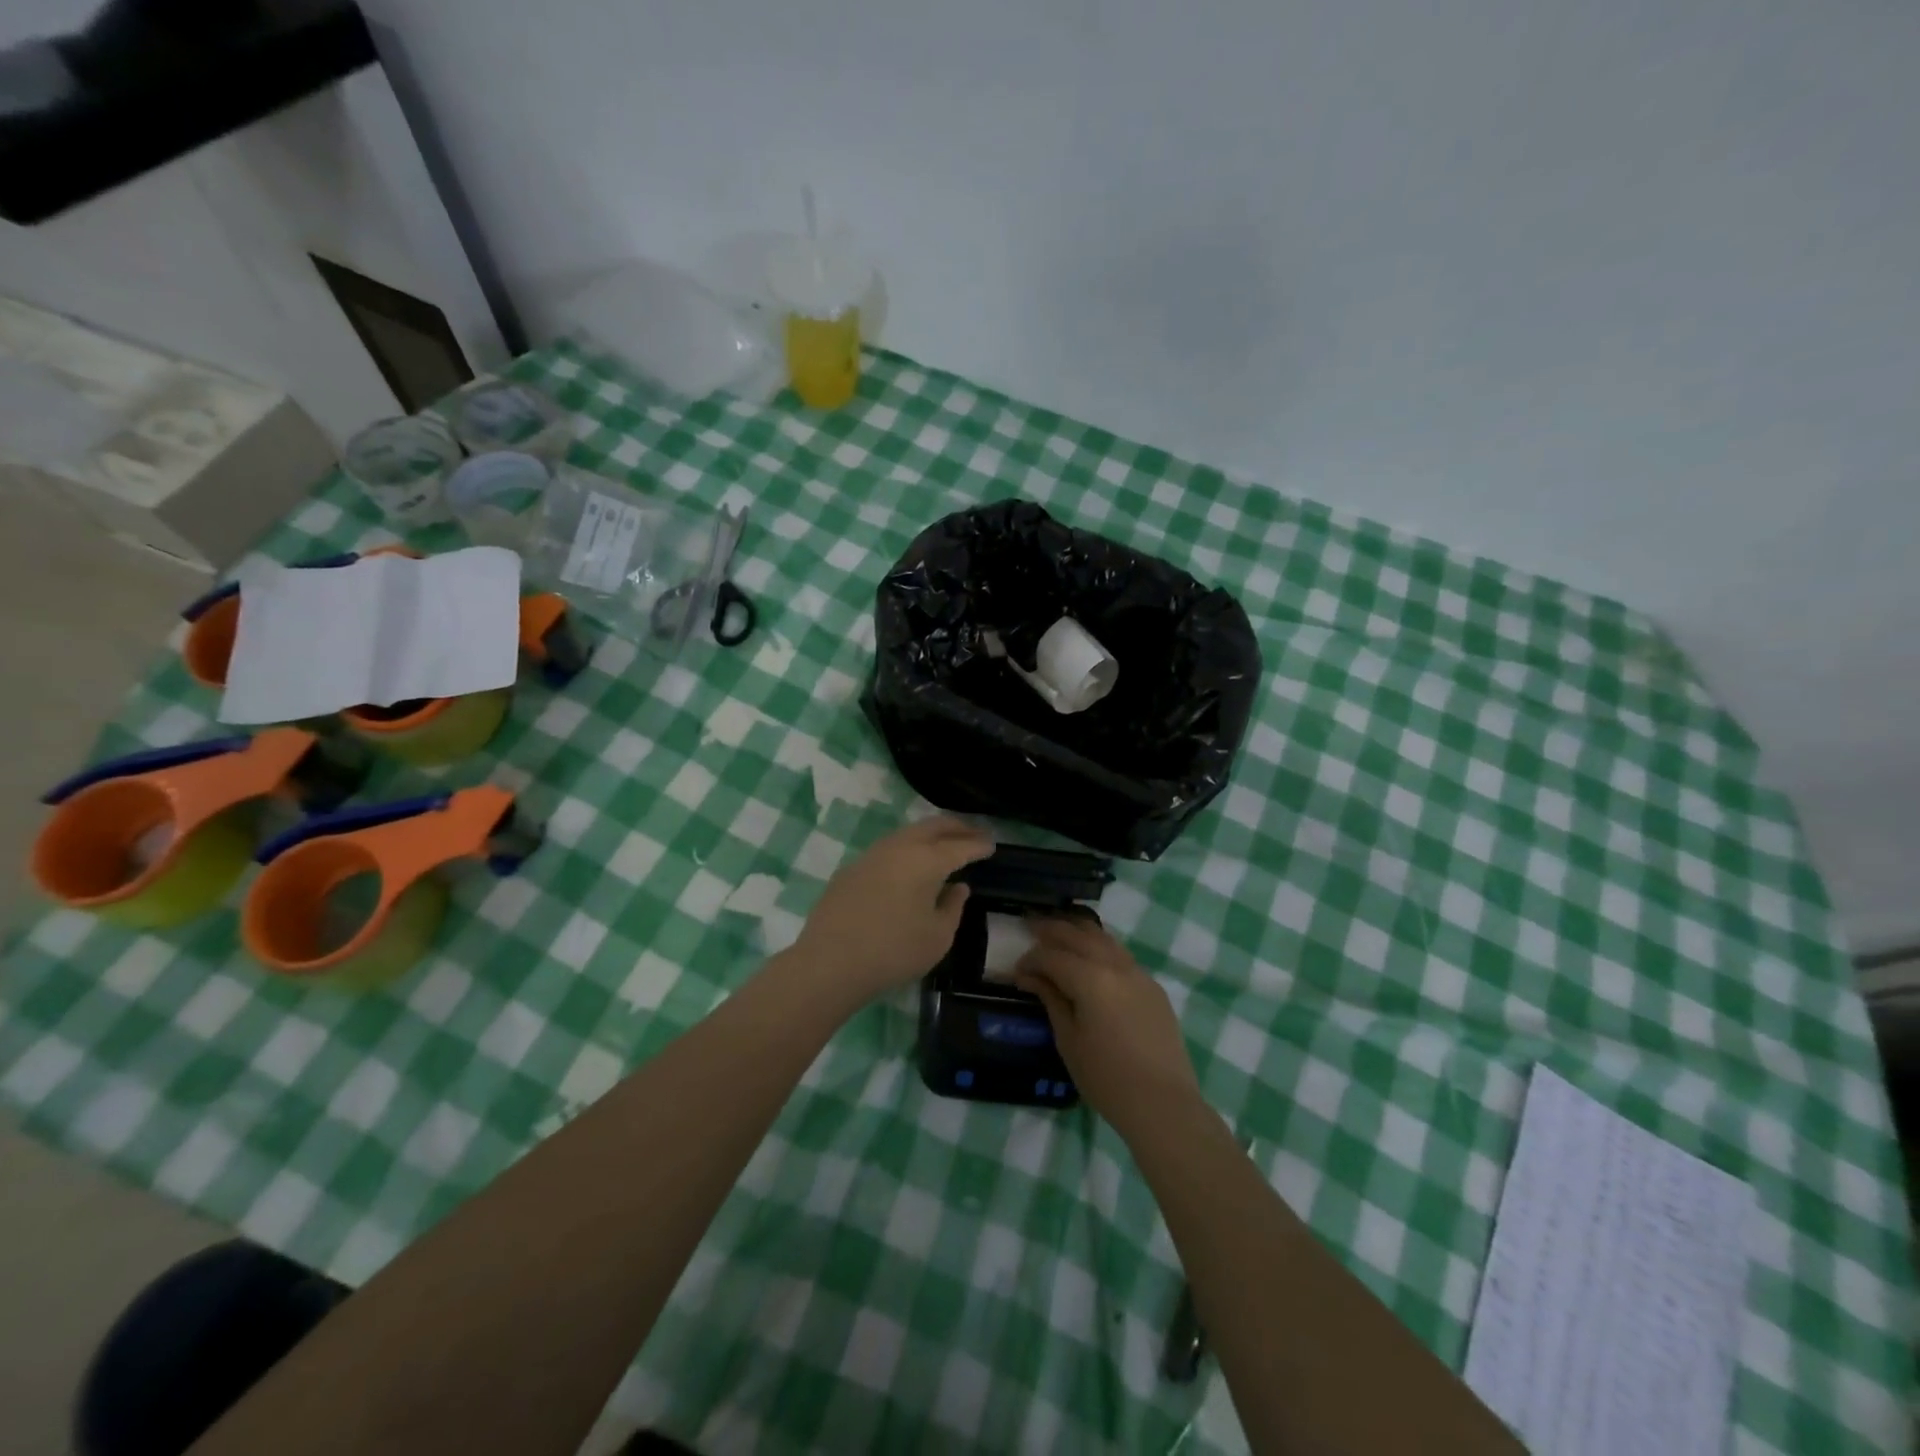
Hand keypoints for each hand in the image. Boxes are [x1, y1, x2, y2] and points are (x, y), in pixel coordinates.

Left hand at [789, 817, 994, 1006]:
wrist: (830, 962)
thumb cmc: (894, 951)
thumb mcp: (937, 937)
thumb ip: (953, 907)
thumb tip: (957, 887)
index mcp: (927, 860)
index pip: (960, 846)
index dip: (979, 845)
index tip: (991, 845)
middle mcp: (900, 847)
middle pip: (934, 827)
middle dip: (957, 828)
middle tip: (974, 834)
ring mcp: (872, 854)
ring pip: (908, 833)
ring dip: (930, 835)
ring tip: (944, 845)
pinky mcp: (853, 868)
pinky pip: (889, 849)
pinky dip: (907, 849)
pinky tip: (909, 866)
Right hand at [1014, 918, 1202, 1135]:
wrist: (1162, 1103)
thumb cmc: (1106, 1078)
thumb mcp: (1068, 1040)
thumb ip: (1050, 999)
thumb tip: (1030, 976)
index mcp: (1090, 978)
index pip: (1052, 956)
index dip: (1030, 960)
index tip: (1016, 972)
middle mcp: (1115, 965)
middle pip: (1078, 934)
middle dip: (1051, 929)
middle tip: (1030, 925)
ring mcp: (1138, 973)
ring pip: (1103, 937)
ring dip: (1077, 931)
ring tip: (1058, 933)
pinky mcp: (1152, 986)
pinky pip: (1120, 954)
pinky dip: (1099, 946)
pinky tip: (1090, 956)